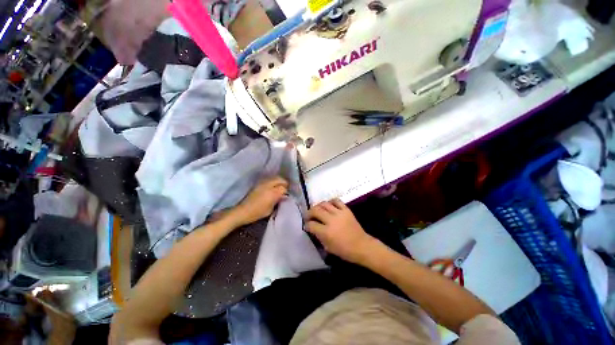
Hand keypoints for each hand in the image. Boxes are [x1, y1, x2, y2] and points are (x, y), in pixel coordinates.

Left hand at [232, 176, 287, 225]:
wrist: (243, 211)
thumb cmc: (257, 213)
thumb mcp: (270, 209)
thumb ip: (278, 201)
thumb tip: (282, 196)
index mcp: (273, 193)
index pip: (283, 188)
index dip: (286, 191)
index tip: (286, 195)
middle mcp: (268, 185)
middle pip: (280, 179)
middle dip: (284, 183)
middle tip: (285, 188)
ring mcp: (262, 183)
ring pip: (274, 177)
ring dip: (278, 181)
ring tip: (279, 187)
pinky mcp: (258, 183)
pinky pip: (269, 179)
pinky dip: (273, 181)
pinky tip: (272, 187)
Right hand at [306, 199, 377, 264]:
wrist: (362, 246)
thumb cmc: (344, 250)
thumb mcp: (327, 247)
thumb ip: (318, 236)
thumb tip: (312, 228)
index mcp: (326, 232)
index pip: (311, 224)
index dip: (307, 225)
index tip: (307, 225)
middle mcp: (331, 220)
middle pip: (316, 211)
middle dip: (309, 213)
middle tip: (308, 216)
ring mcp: (339, 213)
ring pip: (324, 204)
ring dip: (318, 206)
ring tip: (317, 210)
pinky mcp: (346, 210)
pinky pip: (336, 201)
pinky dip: (330, 201)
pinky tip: (329, 205)